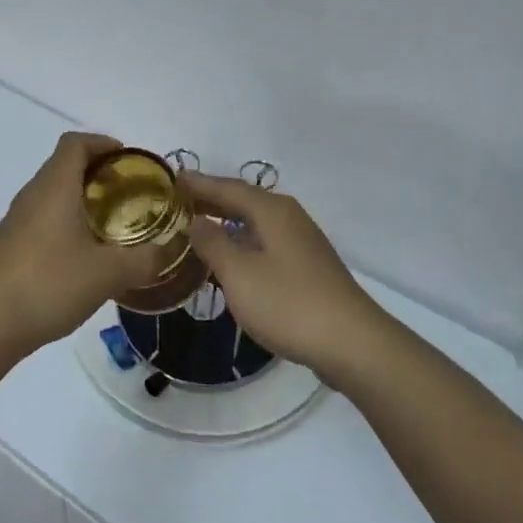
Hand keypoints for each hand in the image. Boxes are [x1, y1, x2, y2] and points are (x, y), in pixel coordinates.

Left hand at [0, 133, 172, 356]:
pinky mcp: (8, 244)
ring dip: (82, 200)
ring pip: (53, 194)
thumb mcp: (108, 273)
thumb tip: (171, 251)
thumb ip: (145, 260)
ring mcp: (16, 220)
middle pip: (65, 165)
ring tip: (112, 227)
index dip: (104, 143)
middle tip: (130, 197)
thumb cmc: (49, 284)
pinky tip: (83, 255)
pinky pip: (42, 218)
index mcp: (55, 186)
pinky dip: (66, 222)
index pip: (76, 143)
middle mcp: (32, 194)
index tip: (130, 162)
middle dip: (99, 174)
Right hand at [182, 172, 387, 382]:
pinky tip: (230, 260)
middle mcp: (289, 218)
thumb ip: (213, 243)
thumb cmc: (289, 303)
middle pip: (243, 201)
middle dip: (211, 200)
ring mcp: (301, 243)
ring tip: (196, 227)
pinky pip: (265, 243)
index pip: (227, 187)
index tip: (171, 178)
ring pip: (255, 223)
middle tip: (177, 202)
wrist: (352, 344)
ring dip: (226, 222)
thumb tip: (196, 220)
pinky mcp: (307, 268)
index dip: (198, 183)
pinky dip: (242, 243)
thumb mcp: (239, 273)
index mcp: (272, 211)